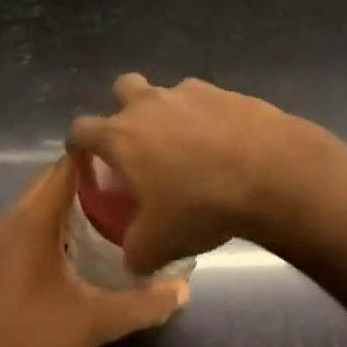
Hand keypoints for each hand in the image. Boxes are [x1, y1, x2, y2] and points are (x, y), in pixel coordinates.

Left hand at [0, 158, 186, 346]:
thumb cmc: (31, 344)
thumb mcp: (93, 324)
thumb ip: (141, 305)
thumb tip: (183, 290)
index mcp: (31, 220)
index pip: (64, 167)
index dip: (96, 159)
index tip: (129, 162)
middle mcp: (8, 221)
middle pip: (50, 183)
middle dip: (87, 184)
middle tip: (127, 192)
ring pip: (35, 206)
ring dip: (67, 207)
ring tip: (108, 217)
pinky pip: (23, 228)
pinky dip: (48, 227)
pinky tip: (73, 253)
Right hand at [68, 74, 300, 276]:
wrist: (268, 170)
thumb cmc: (200, 205)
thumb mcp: (157, 246)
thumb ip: (133, 252)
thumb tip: (131, 258)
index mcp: (122, 136)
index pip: (81, 129)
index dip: (78, 144)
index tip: (84, 160)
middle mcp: (149, 103)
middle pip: (122, 89)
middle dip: (124, 111)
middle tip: (138, 146)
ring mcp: (188, 92)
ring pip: (166, 94)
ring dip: (168, 116)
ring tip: (188, 152)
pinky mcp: (224, 91)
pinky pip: (204, 102)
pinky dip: (206, 119)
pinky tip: (223, 147)